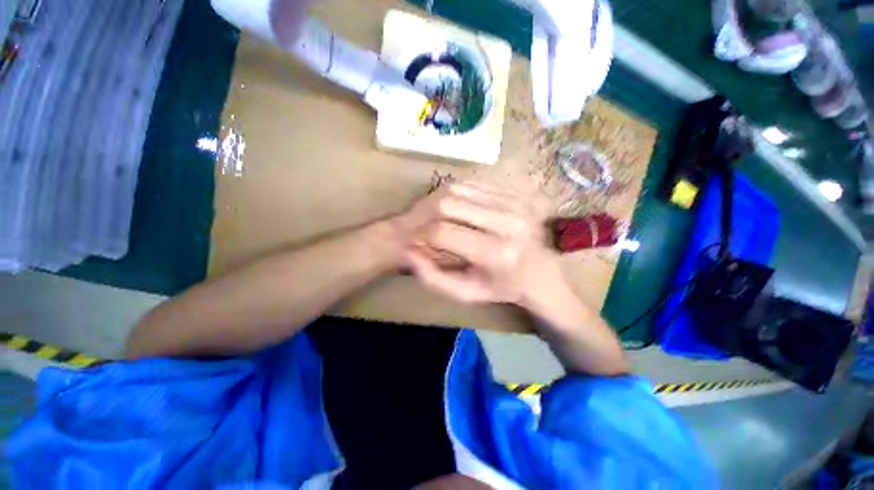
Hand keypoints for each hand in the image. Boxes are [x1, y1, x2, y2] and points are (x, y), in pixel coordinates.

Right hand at [405, 183, 564, 305]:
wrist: (540, 273)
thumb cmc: (500, 287)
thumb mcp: (464, 293)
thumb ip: (432, 277)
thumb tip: (408, 251)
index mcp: (496, 253)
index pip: (442, 232)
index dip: (421, 235)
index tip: (417, 241)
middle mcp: (507, 222)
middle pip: (448, 204)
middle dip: (427, 215)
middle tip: (425, 227)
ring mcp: (513, 202)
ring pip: (458, 189)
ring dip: (440, 203)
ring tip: (438, 218)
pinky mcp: (515, 192)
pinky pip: (473, 184)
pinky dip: (457, 195)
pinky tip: (457, 209)